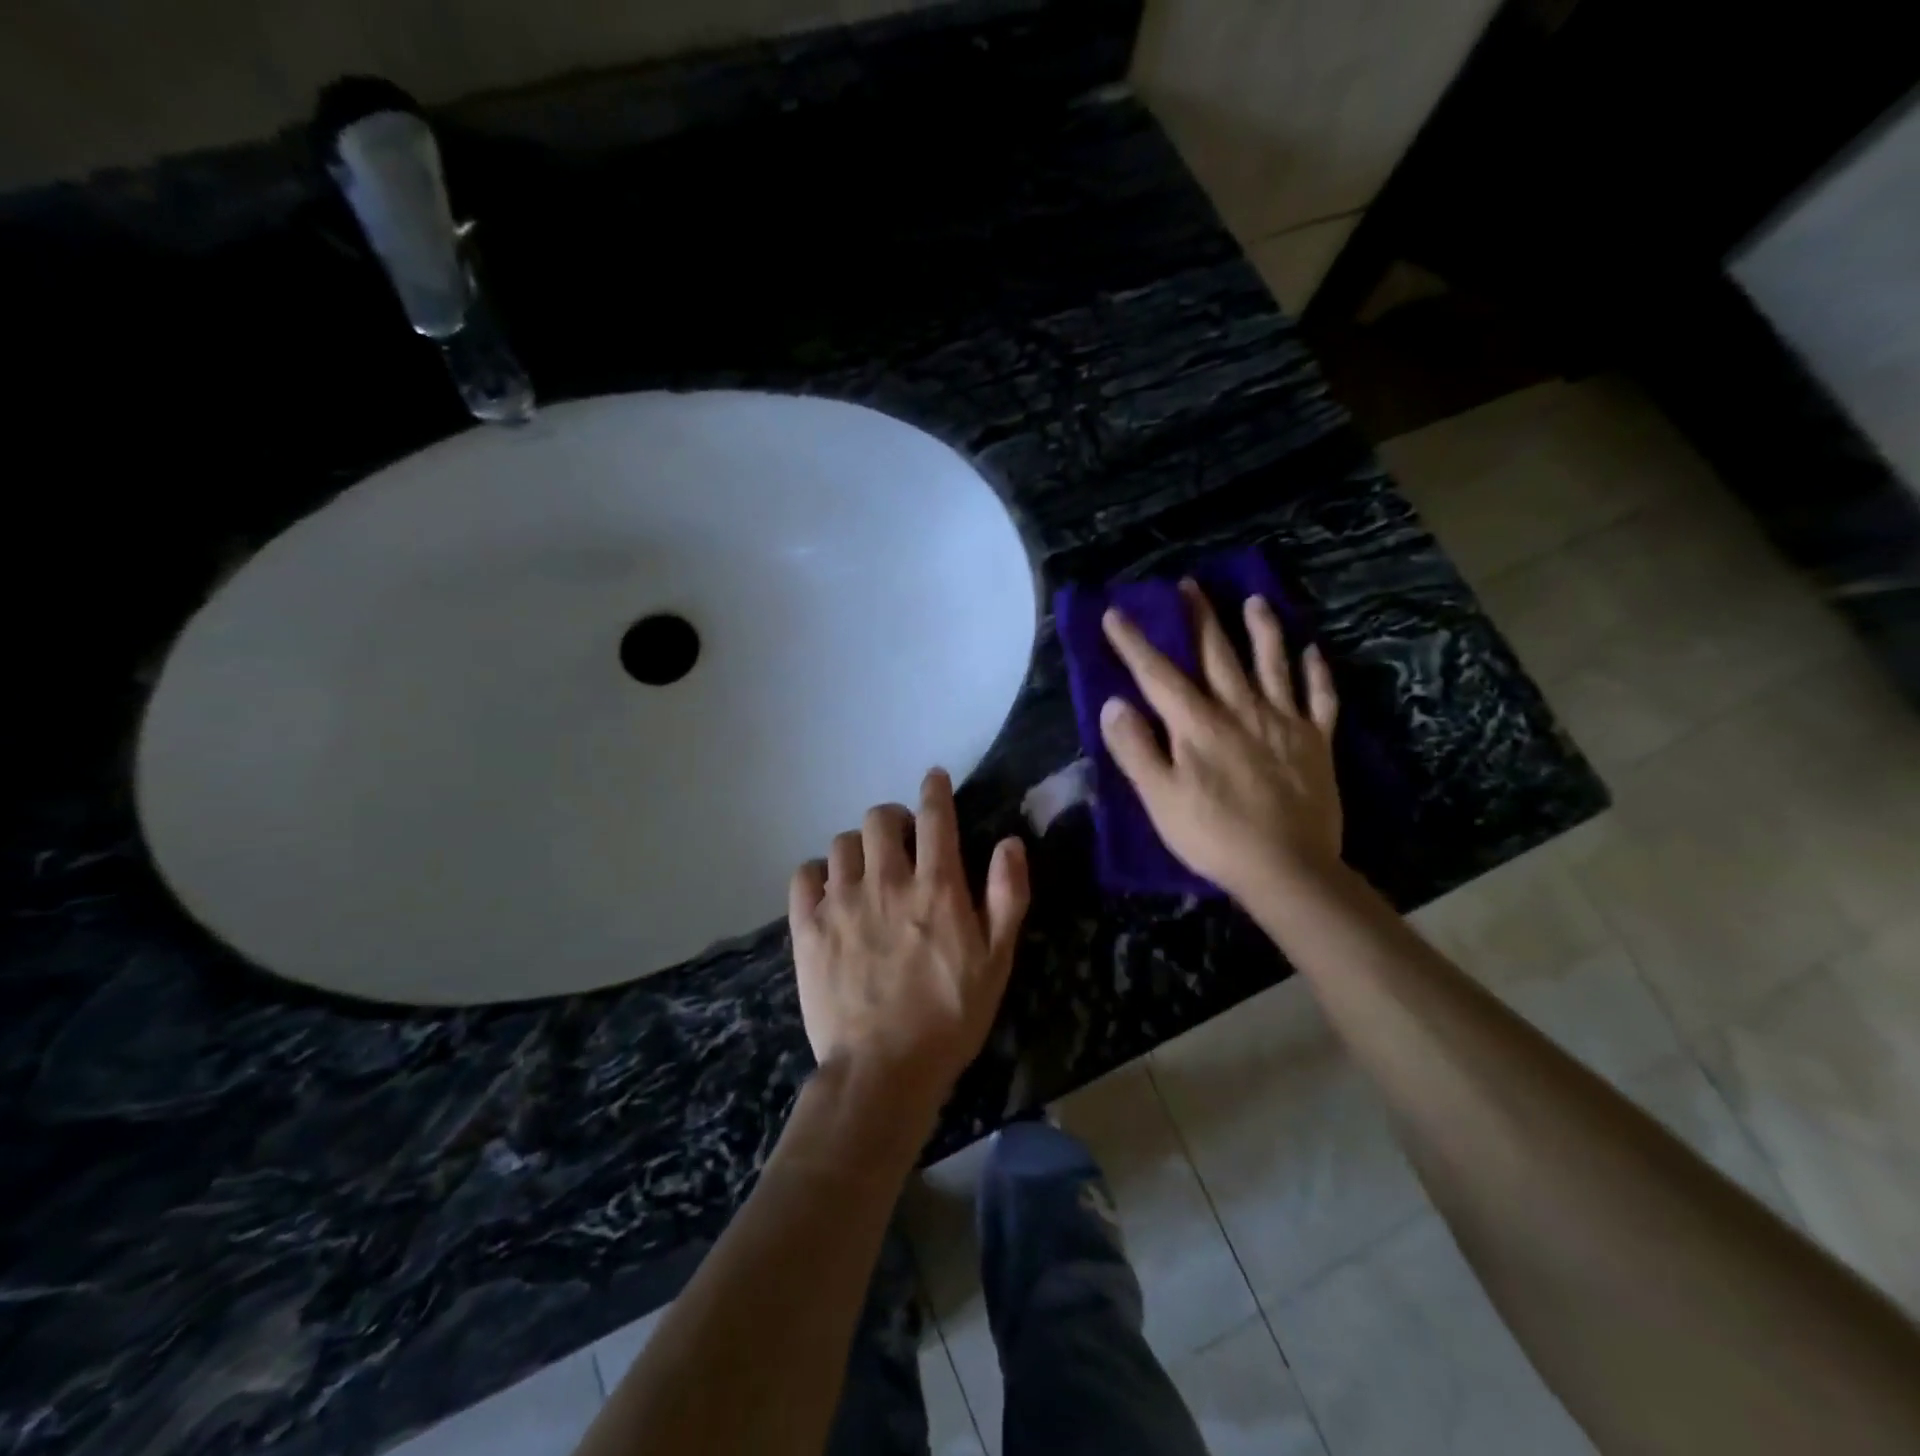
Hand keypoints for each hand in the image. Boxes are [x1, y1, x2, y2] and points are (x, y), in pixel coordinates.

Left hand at [788, 768, 1029, 1116]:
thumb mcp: (997, 961)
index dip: (935, 790)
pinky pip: (804, 875)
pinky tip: (829, 891)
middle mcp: (886, 883)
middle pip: (880, 819)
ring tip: (866, 871)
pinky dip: (818, 874)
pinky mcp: (808, 927)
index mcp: (936, 888)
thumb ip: (1008, 896)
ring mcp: (841, 903)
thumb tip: (1010, 843)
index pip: (935, 817)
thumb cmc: (950, 1018)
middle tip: (901, 841)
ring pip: (841, 843)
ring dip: (858, 848)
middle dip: (893, 819)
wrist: (883, 1070)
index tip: (934, 778)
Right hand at [1099, 580, 1342, 901]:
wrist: (1288, 868)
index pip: (1158, 674)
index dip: (1134, 643)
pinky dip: (1316, 672)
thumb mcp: (1160, 799)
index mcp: (1198, 724)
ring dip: (1262, 630)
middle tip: (1189, 585)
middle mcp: (1241, 710)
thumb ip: (1136, 749)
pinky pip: (1319, 698)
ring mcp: (1283, 722)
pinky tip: (1313, 652)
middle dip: (1199, 618)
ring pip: (1272, 664)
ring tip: (1255, 601)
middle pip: (1216, 654)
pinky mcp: (1317, 741)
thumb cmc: (1214, 836)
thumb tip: (1114, 704)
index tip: (1116, 612)